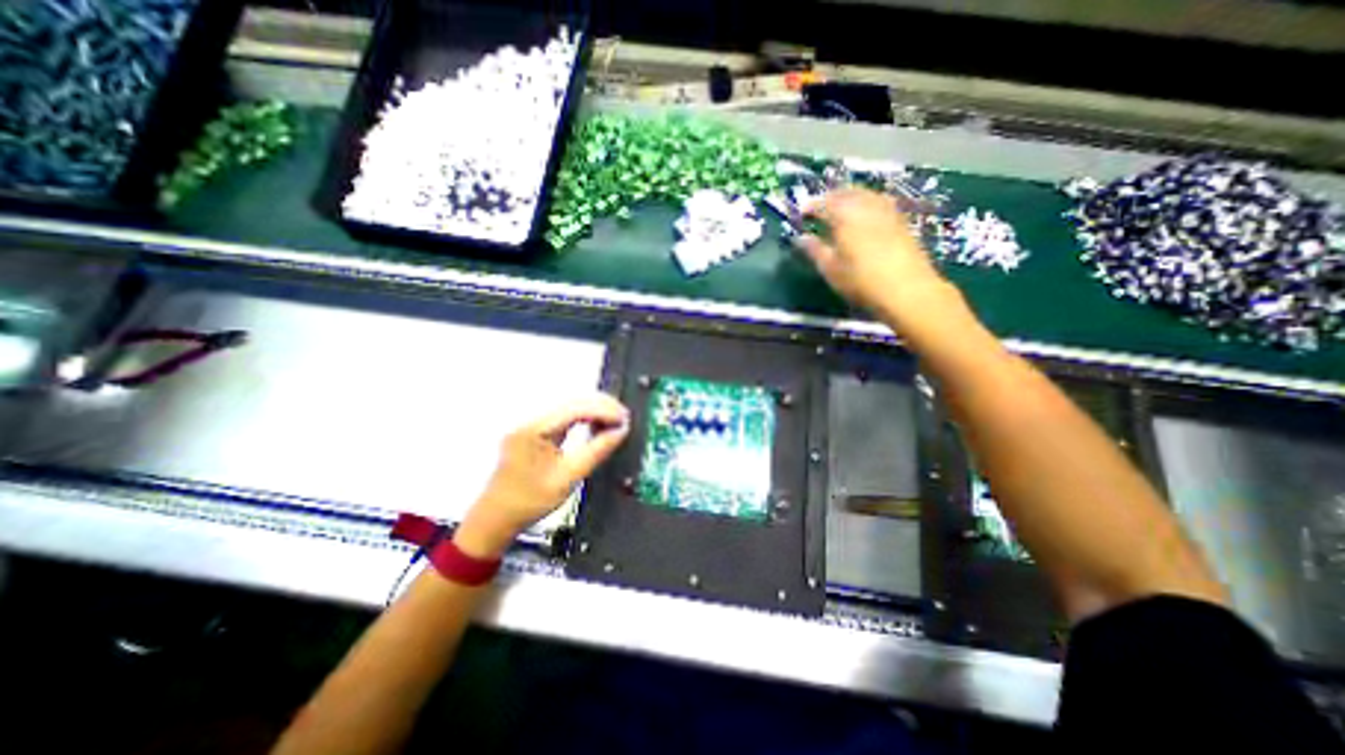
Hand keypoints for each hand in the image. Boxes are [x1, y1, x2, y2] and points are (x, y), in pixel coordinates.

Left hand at [450, 398, 630, 556]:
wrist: (495, 519)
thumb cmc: (529, 502)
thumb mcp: (568, 478)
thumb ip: (596, 452)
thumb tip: (621, 431)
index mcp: (534, 431)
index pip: (574, 409)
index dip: (603, 409)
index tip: (624, 418)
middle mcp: (530, 421)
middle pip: (571, 403)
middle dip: (601, 406)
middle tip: (625, 417)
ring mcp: (531, 426)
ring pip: (568, 408)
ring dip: (594, 411)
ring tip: (616, 420)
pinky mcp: (534, 432)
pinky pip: (563, 418)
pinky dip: (583, 419)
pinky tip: (597, 425)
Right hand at [792, 186, 948, 316]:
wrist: (907, 290)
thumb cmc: (861, 282)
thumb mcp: (831, 270)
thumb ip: (815, 250)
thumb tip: (801, 238)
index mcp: (845, 216)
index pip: (823, 204)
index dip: (810, 207)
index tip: (801, 213)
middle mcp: (866, 206)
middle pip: (845, 192)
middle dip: (830, 197)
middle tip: (819, 207)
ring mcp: (886, 211)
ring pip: (864, 194)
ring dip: (849, 196)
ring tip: (840, 208)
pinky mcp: (900, 219)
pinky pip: (878, 201)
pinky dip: (866, 202)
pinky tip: (864, 214)